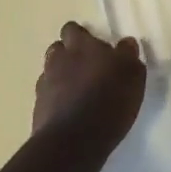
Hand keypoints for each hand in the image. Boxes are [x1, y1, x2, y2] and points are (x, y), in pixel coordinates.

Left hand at [33, 22, 146, 157]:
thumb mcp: (132, 75)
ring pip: (50, 72)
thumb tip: (125, 43)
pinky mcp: (38, 109)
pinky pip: (47, 96)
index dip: (82, 36)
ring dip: (61, 76)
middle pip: (58, 48)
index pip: (73, 29)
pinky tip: (70, 111)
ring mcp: (45, 84)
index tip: (94, 48)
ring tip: (78, 91)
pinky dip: (56, 99)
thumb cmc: (109, 101)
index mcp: (81, 46)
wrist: (74, 142)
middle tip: (88, 68)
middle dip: (69, 54)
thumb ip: (128, 55)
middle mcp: (59, 59)